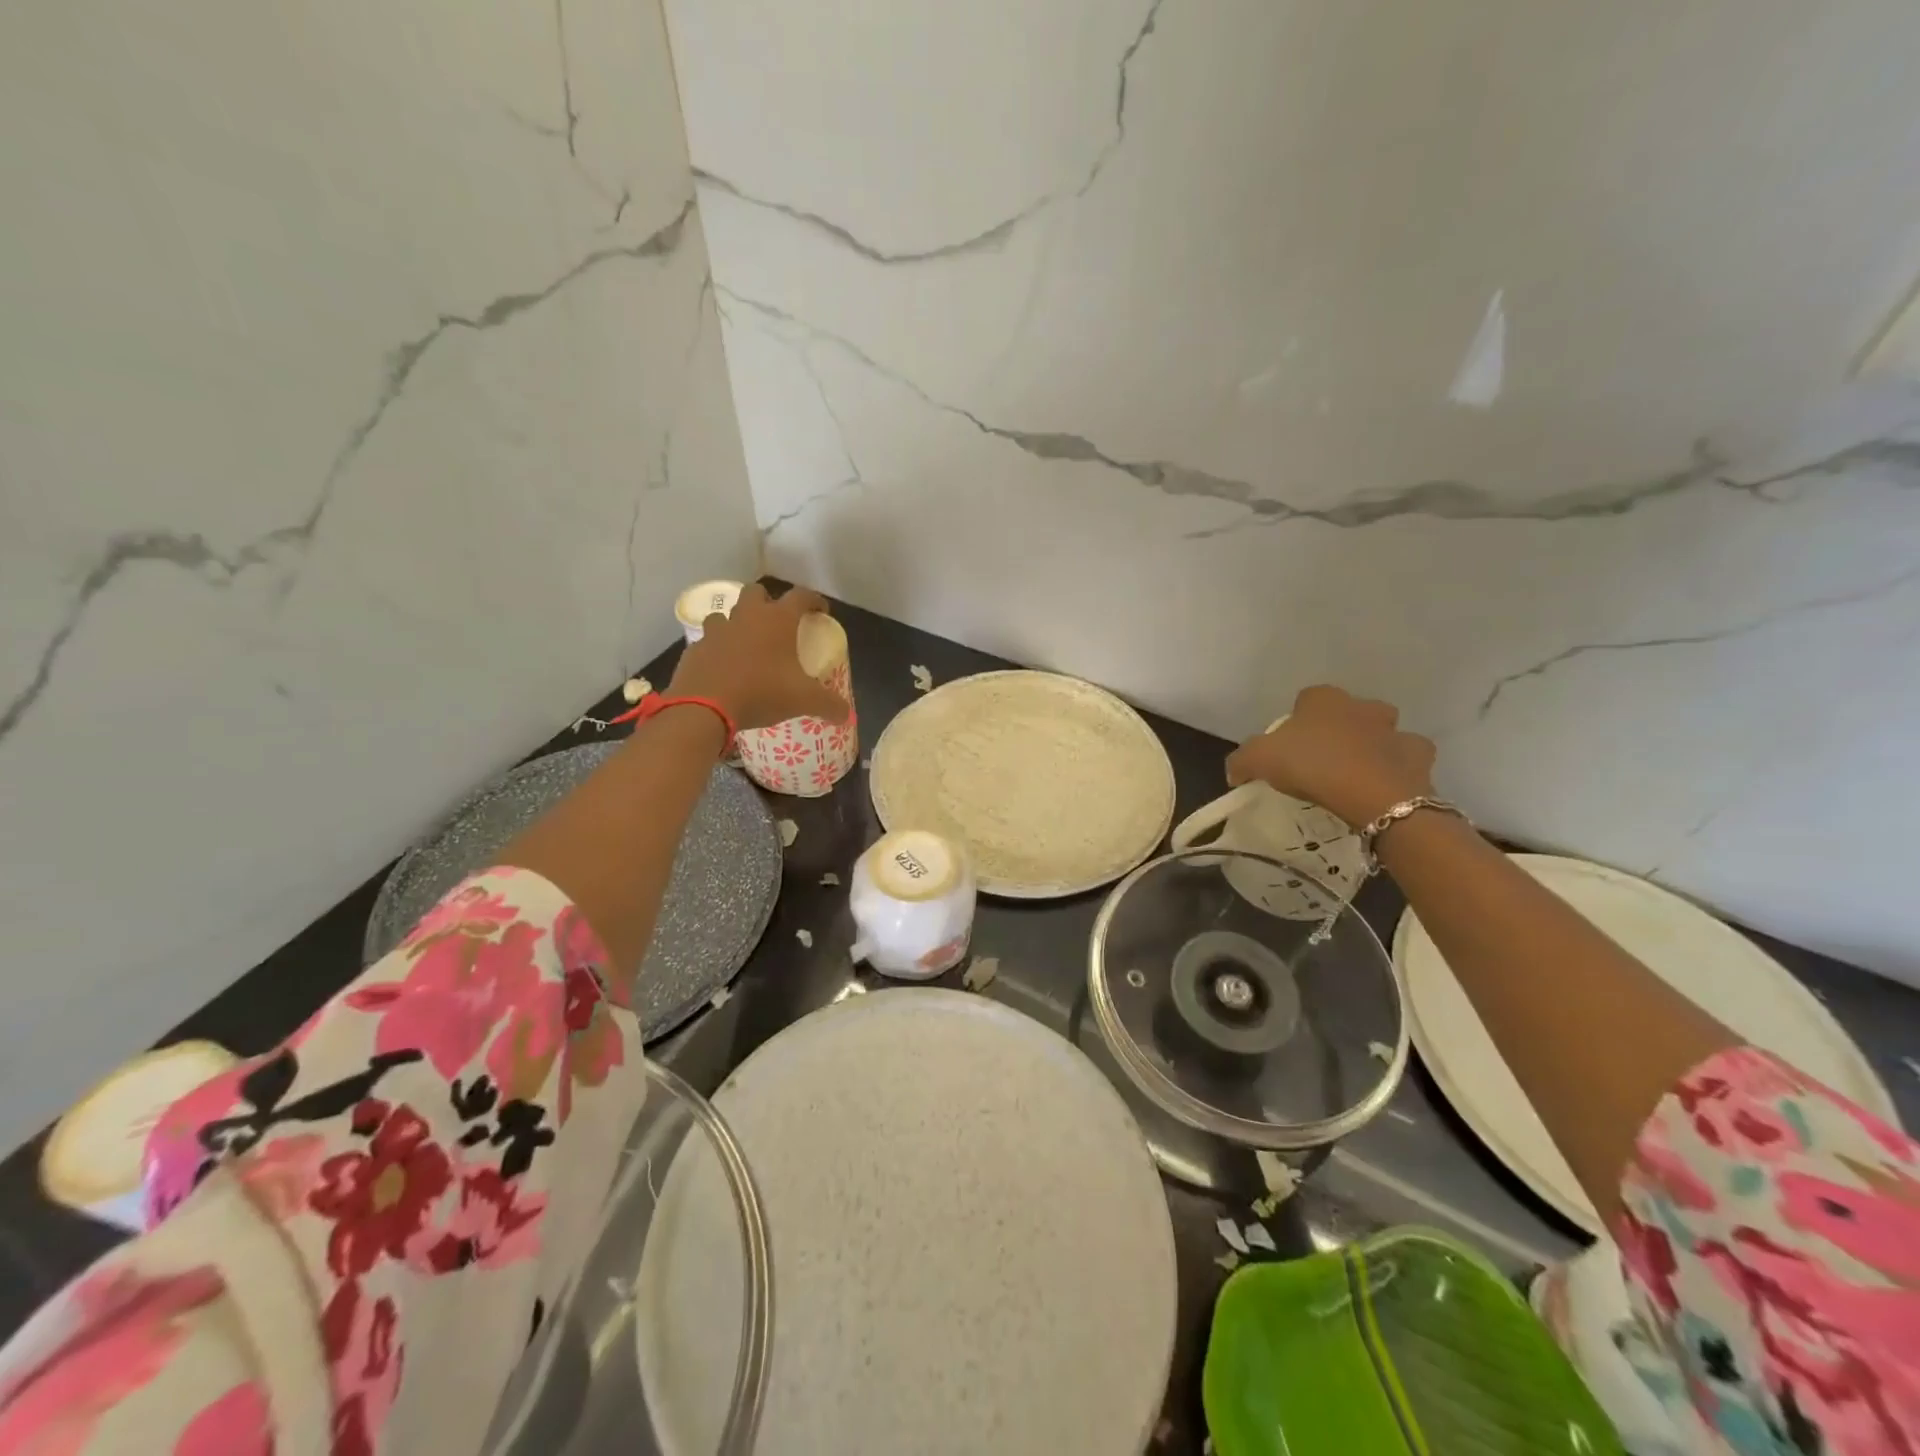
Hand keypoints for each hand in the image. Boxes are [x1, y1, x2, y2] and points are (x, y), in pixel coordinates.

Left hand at [667, 583, 850, 731]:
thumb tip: (846, 715)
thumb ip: (829, 705)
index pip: (801, 596)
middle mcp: (747, 616)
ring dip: (738, 623)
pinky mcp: (695, 648)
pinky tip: (724, 666)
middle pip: (757, 592)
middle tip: (778, 622)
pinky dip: (718, 648)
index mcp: (777, 620)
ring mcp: (717, 630)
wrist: (704, 707)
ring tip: (747, 644)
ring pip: (727, 614)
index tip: (821, 612)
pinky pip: (709, 641)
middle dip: (768, 601)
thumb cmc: (761, 693)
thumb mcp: (803, 700)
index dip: (814, 600)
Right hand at [1225, 685, 1436, 829]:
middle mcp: (1362, 706)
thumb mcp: (1258, 760)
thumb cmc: (1312, 766)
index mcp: (1323, 699)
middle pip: (1346, 713)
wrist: (1373, 796)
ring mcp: (1395, 730)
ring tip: (1353, 776)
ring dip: (1370, 747)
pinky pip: (1405, 759)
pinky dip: (1396, 769)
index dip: (1295, 722)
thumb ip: (1241, 761)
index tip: (1287, 748)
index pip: (1306, 699)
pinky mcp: (1418, 757)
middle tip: (1320, 761)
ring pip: (1381, 733)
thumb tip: (1235, 772)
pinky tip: (1381, 787)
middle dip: (1337, 730)